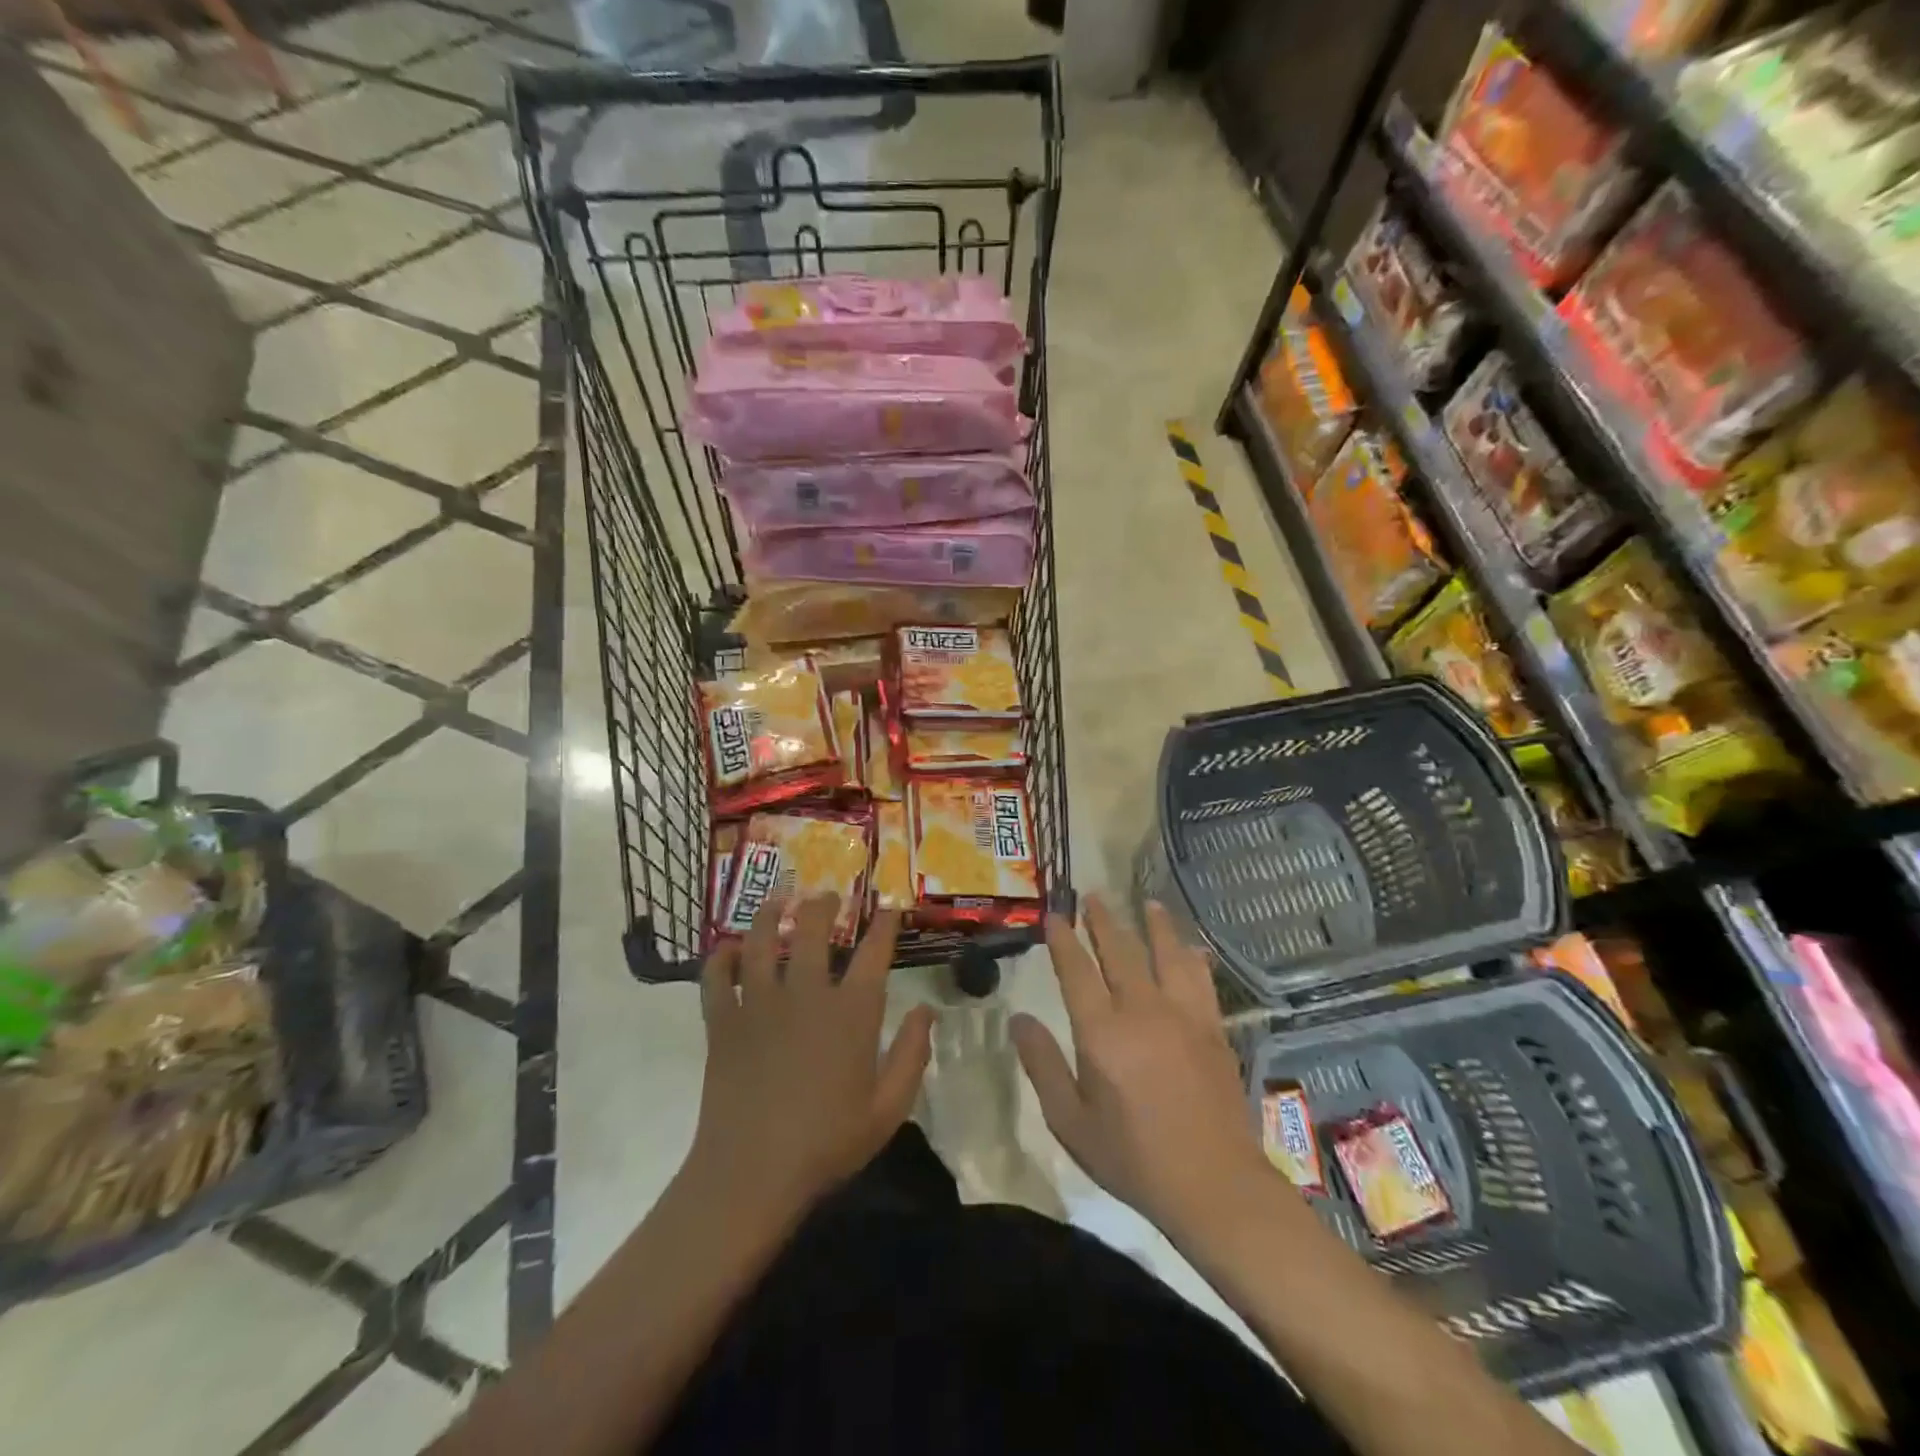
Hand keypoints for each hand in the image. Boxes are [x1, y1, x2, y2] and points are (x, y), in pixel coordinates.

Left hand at [690, 896, 934, 1214]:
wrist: (750, 1175)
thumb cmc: (827, 1144)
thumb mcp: (888, 1109)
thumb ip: (912, 1055)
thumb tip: (926, 1010)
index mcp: (851, 1013)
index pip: (873, 951)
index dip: (884, 923)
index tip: (890, 906)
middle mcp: (806, 994)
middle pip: (812, 929)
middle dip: (823, 904)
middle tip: (826, 895)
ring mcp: (759, 1003)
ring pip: (762, 940)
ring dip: (770, 913)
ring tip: (778, 900)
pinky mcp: (723, 1021)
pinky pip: (717, 976)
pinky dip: (721, 957)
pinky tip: (729, 948)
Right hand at [1011, 896, 1270, 1242]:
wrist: (1213, 1185)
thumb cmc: (1133, 1158)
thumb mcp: (1070, 1121)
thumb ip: (1043, 1065)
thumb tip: (1018, 1019)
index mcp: (1102, 1031)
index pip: (1077, 970)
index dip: (1063, 939)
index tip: (1055, 915)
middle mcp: (1142, 1010)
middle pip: (1120, 951)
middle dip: (1103, 921)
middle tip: (1093, 896)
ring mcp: (1183, 1015)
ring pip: (1166, 954)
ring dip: (1154, 925)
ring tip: (1147, 903)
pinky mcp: (1213, 1028)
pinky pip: (1201, 978)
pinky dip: (1192, 956)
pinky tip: (1190, 947)